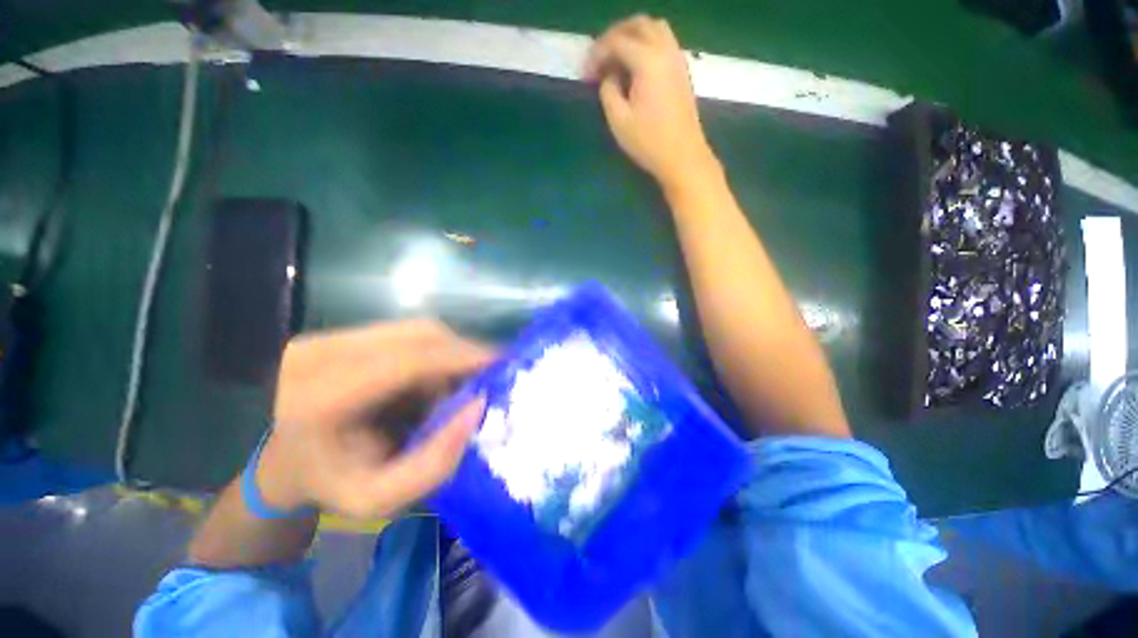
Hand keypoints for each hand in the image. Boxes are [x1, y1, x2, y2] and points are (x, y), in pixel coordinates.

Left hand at [255, 320, 494, 518]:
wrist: (282, 460)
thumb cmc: (329, 484)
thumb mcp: (379, 497)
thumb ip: (435, 463)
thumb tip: (479, 407)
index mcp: (321, 400)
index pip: (407, 361)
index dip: (460, 356)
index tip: (501, 362)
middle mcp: (323, 354)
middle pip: (419, 334)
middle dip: (463, 352)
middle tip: (487, 376)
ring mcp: (332, 337)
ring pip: (417, 330)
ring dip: (449, 353)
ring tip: (458, 384)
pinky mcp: (345, 332)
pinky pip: (408, 333)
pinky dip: (434, 352)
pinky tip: (433, 378)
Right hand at [584, 15, 718, 189]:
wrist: (682, 157)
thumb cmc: (649, 142)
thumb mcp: (619, 121)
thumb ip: (608, 91)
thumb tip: (609, 76)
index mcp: (648, 61)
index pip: (617, 41)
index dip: (597, 53)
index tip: (585, 73)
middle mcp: (665, 50)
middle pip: (638, 25)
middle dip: (614, 35)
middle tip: (599, 57)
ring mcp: (677, 59)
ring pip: (654, 29)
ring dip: (632, 36)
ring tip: (616, 58)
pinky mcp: (682, 70)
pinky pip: (664, 42)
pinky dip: (646, 44)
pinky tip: (636, 67)